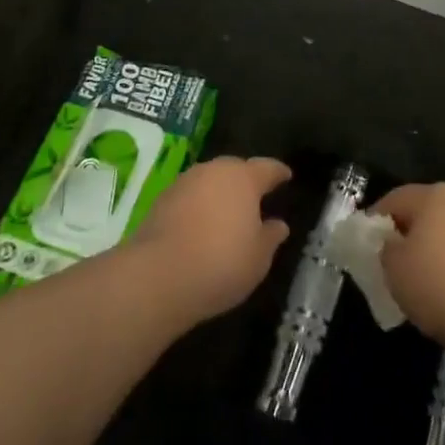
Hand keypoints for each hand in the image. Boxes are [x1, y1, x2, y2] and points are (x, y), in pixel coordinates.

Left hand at [133, 156, 291, 322]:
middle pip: (235, 169)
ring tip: (227, 213)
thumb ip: (271, 237)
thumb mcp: (258, 258)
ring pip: (209, 181)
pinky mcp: (161, 200)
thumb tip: (278, 224)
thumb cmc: (221, 263)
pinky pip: (190, 197)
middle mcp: (214, 171)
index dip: (279, 172)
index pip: (267, 167)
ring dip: (219, 193)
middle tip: (256, 197)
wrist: (158, 276)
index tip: (286, 175)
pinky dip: (198, 206)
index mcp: (244, 178)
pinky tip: (201, 226)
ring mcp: (184, 183)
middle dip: (246, 180)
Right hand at [371, 182, 444, 355]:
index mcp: (432, 194)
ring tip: (418, 279)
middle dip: (404, 234)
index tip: (364, 248)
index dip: (374, 222)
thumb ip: (385, 248)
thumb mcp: (394, 269)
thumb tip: (391, 242)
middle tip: (389, 263)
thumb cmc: (441, 286)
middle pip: (422, 211)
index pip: (393, 199)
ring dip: (430, 248)